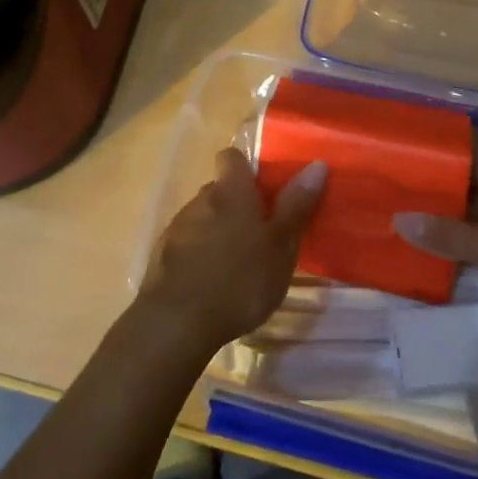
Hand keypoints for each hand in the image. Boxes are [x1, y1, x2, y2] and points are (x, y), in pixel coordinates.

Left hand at [140, 148, 325, 355]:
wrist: (177, 322)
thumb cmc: (240, 279)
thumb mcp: (281, 246)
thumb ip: (296, 205)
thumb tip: (316, 164)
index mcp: (231, 191)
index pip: (232, 156)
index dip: (246, 167)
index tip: (264, 187)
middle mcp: (200, 199)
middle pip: (219, 189)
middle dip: (237, 205)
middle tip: (260, 234)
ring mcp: (177, 227)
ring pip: (202, 217)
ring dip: (217, 231)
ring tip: (236, 264)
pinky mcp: (161, 256)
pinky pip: (186, 244)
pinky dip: (199, 255)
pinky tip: (211, 284)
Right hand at [393, 155, 477, 381]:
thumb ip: (445, 234)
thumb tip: (397, 217)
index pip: (467, 159)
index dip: (437, 161)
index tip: (400, 167)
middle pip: (473, 191)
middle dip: (438, 198)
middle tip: (393, 203)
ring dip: (455, 230)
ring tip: (408, 234)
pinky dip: (474, 255)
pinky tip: (446, 266)